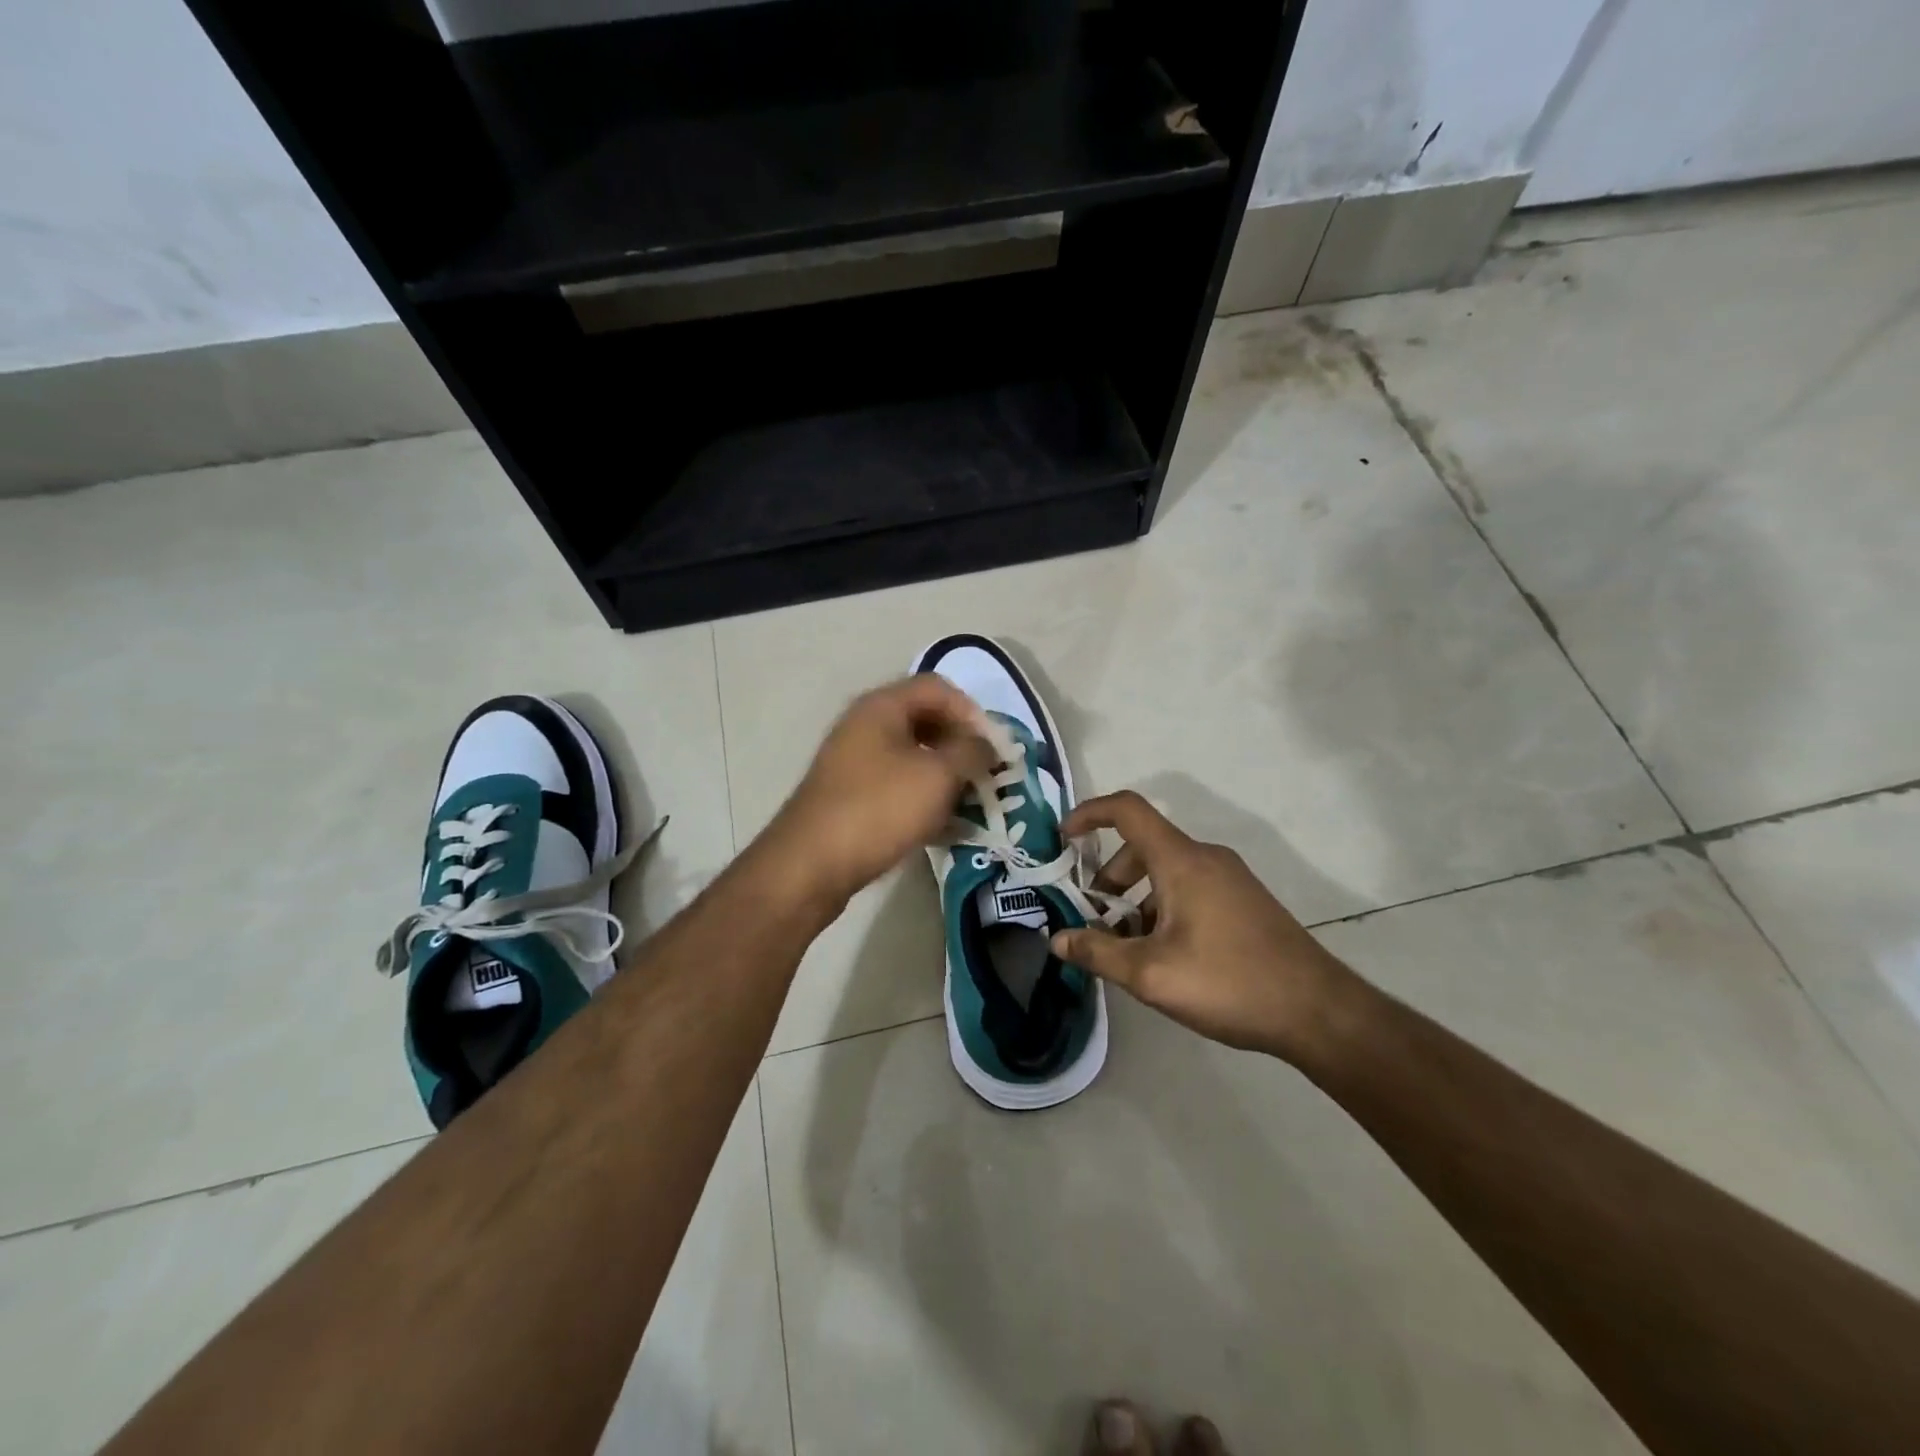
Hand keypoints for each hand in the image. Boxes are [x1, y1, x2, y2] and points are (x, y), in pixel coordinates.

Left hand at [759, 675, 995, 912]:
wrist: (811, 865)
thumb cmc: (878, 809)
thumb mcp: (937, 776)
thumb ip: (971, 751)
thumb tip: (987, 743)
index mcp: (882, 707)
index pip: (938, 688)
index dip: (972, 712)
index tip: (992, 748)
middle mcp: (865, 726)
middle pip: (926, 720)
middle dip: (961, 746)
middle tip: (985, 776)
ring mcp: (855, 762)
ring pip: (913, 756)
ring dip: (946, 776)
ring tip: (970, 804)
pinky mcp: (852, 796)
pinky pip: (898, 785)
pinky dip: (924, 799)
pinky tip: (944, 827)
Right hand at [1050, 792, 1356, 1059]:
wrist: (1319, 1012)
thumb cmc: (1229, 982)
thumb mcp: (1151, 974)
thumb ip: (1098, 953)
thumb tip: (1057, 939)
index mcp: (1182, 861)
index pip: (1127, 810)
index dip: (1089, 814)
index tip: (1063, 839)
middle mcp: (1206, 858)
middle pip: (1141, 848)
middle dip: (1109, 882)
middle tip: (1096, 925)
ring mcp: (1229, 879)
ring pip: (1165, 873)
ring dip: (1135, 902)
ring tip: (1129, 951)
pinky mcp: (1244, 901)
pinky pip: (1189, 889)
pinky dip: (1163, 909)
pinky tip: (1166, 958)